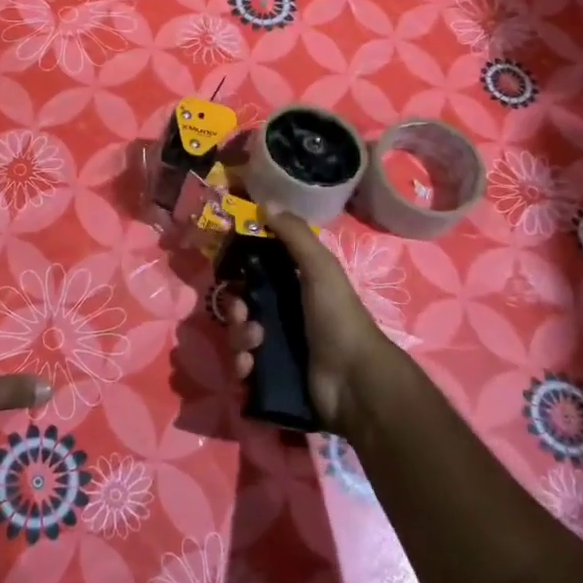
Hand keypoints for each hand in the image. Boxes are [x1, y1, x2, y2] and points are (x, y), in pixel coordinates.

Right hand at [224, 206, 397, 430]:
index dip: (239, 270)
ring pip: (238, 337)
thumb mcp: (320, 268)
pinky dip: (241, 368)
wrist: (354, 381)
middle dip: (236, 309)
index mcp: (294, 286)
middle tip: (245, 314)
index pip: (256, 272)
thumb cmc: (338, 317)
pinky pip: (242, 369)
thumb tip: (266, 201)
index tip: (229, 269)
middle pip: (242, 305)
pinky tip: (250, 369)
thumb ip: (295, 235)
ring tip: (254, 347)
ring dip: (238, 339)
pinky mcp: (271, 378)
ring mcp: (277, 347)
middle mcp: (283, 314)